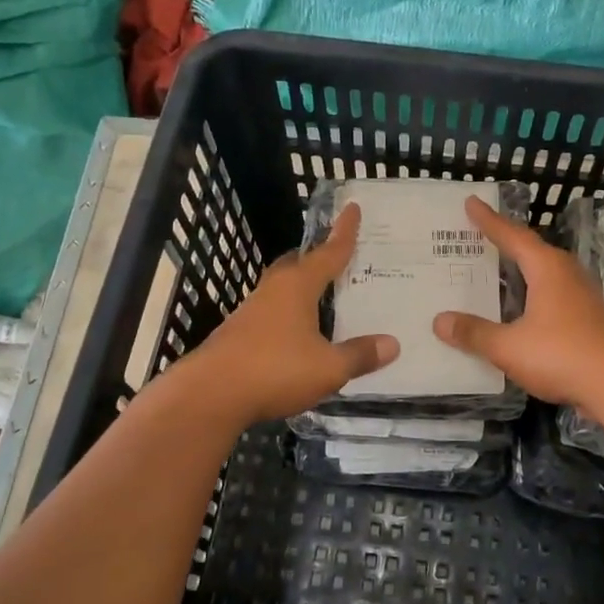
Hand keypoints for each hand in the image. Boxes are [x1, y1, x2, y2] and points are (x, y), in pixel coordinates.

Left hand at [187, 202, 397, 426]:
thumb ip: (360, 355)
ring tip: (321, 298)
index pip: (328, 252)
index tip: (352, 207)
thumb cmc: (275, 370)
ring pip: (281, 289)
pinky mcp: (237, 334)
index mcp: (297, 286)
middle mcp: (273, 290)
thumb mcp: (328, 367)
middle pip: (297, 264)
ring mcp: (251, 312)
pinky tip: (296, 334)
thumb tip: (393, 344)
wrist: (210, 395)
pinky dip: (288, 315)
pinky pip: (271, 314)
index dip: (344, 232)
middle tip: (337, 257)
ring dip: (301, 289)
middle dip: (316, 258)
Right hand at [432, 195, 603, 413]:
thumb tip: (440, 321)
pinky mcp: (591, 322)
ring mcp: (583, 299)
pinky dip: (532, 300)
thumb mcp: (509, 347)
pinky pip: (553, 300)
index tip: (471, 202)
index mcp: (547, 269)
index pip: (512, 236)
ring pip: (545, 277)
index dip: (489, 221)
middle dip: (506, 245)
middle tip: (479, 239)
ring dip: (521, 275)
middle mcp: (567, 275)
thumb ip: (475, 334)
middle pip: (532, 252)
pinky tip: (522, 316)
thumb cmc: (563, 354)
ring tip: (496, 276)